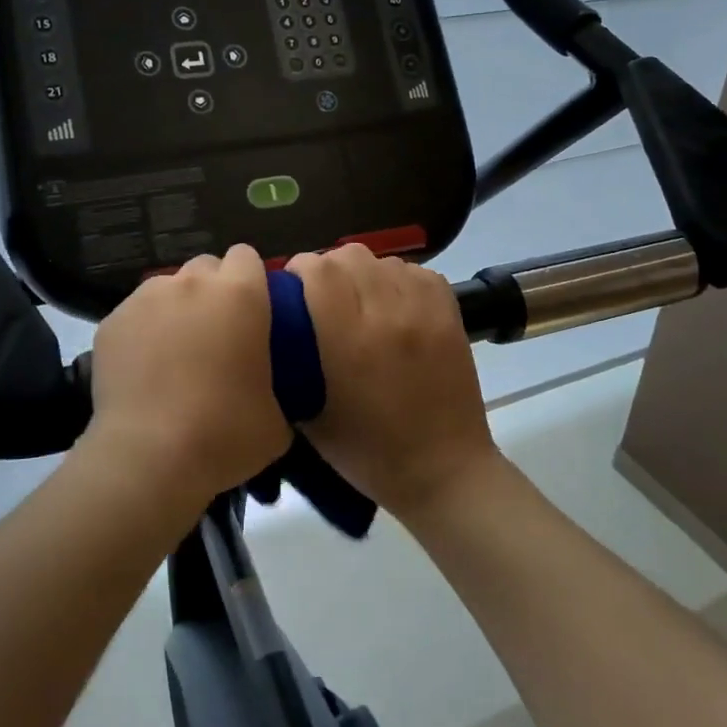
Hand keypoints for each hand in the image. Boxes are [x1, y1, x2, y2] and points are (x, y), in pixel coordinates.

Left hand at [86, 244, 291, 512]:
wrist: (149, 458)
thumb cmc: (226, 434)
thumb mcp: (278, 417)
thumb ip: (279, 384)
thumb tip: (270, 389)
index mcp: (240, 294)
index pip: (247, 256)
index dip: (251, 279)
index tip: (253, 311)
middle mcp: (192, 283)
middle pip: (206, 266)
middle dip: (213, 290)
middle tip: (216, 333)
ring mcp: (147, 298)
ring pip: (168, 287)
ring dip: (178, 308)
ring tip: (176, 351)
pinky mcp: (112, 320)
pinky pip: (136, 314)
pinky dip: (143, 331)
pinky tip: (145, 368)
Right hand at [287, 245, 499, 521]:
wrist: (443, 470)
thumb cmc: (368, 453)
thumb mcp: (309, 417)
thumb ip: (290, 364)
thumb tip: (276, 324)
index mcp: (348, 341)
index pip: (317, 270)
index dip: (299, 272)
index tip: (294, 292)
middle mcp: (387, 314)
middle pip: (349, 255)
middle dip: (329, 269)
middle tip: (325, 298)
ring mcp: (423, 310)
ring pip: (383, 260)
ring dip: (364, 273)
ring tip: (362, 302)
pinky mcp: (450, 312)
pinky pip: (416, 271)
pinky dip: (399, 280)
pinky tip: (393, 305)